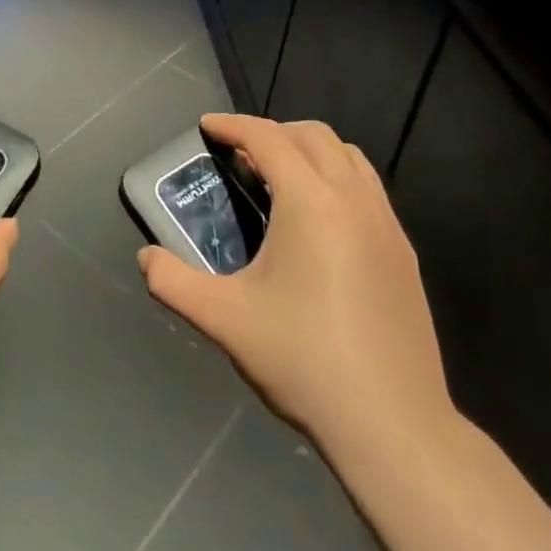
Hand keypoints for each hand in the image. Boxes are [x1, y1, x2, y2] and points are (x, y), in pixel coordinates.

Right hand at [137, 114, 455, 468]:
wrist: (393, 425)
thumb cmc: (303, 360)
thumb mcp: (224, 320)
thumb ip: (173, 282)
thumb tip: (145, 258)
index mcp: (310, 203)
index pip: (268, 138)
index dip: (233, 125)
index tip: (207, 126)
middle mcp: (353, 199)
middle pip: (313, 135)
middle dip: (273, 132)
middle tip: (240, 156)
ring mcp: (386, 225)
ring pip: (349, 157)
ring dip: (310, 151)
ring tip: (280, 179)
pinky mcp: (405, 252)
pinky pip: (368, 188)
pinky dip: (338, 178)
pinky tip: (320, 221)